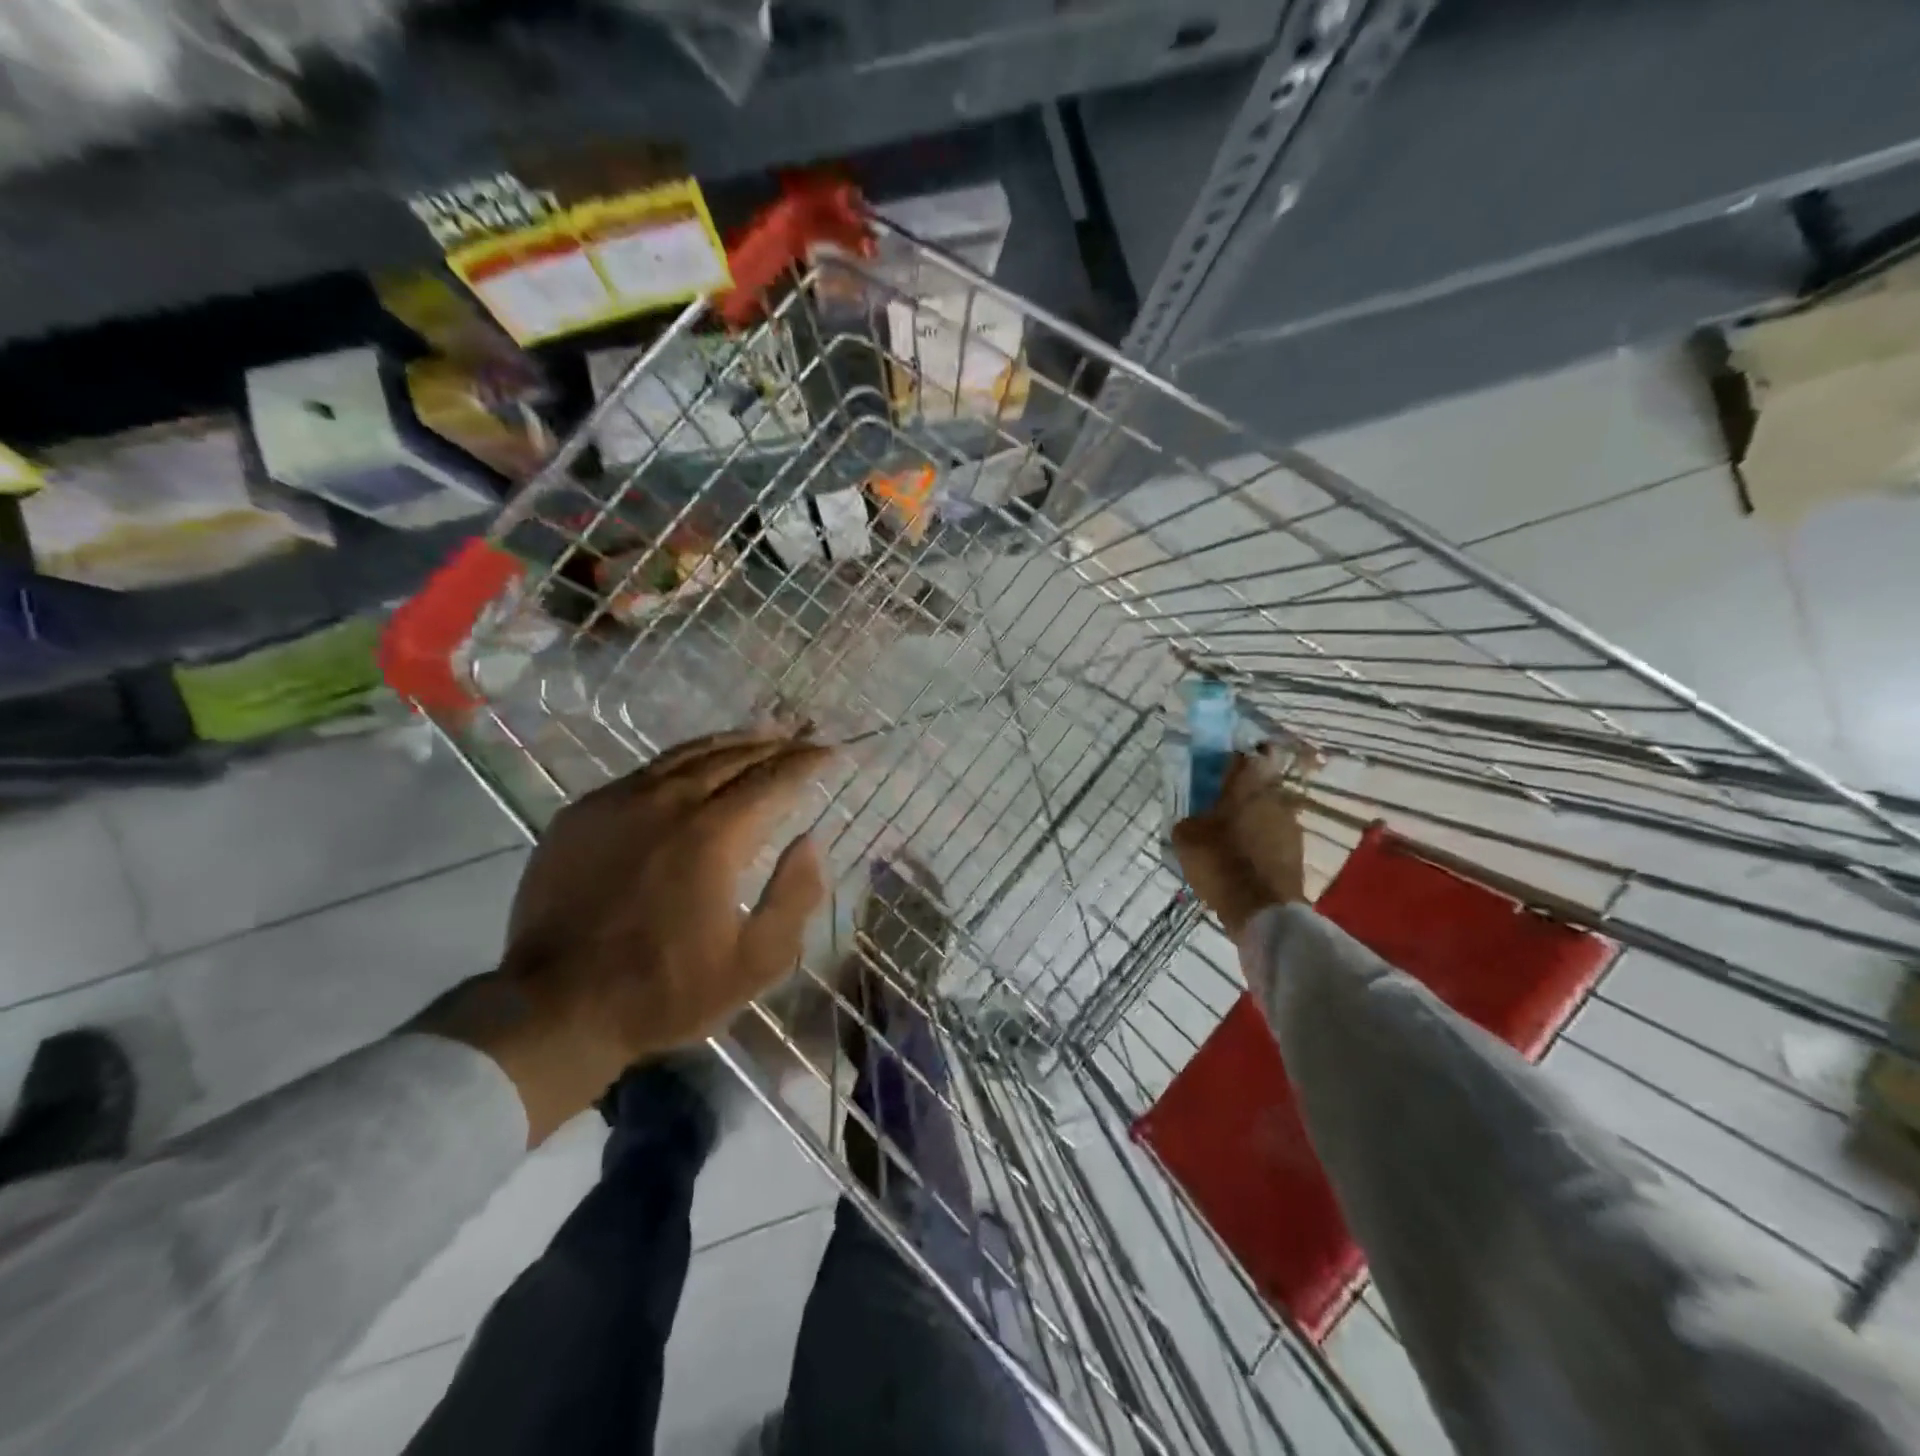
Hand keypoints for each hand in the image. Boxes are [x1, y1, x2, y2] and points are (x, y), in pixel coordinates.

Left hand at [422, 727, 833, 1143]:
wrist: (554, 1008)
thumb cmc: (665, 990)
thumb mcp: (754, 962)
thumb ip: (794, 896)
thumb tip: (812, 841)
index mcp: (714, 837)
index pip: (773, 780)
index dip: (807, 762)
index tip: (831, 751)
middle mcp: (669, 804)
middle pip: (733, 757)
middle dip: (776, 743)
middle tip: (804, 734)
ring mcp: (620, 802)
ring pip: (688, 755)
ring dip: (732, 741)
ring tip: (760, 733)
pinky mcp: (583, 813)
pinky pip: (646, 771)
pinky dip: (684, 760)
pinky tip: (694, 765)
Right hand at [1170, 749, 1309, 938]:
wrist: (1262, 910)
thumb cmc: (1220, 862)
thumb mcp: (1186, 838)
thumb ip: (1189, 819)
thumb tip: (1195, 819)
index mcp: (1247, 786)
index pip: (1243, 757)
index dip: (1230, 761)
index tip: (1217, 768)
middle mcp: (1275, 797)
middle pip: (1259, 784)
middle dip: (1242, 792)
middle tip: (1221, 805)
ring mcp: (1291, 825)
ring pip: (1269, 810)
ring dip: (1253, 817)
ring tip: (1233, 834)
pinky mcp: (1298, 851)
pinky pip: (1275, 836)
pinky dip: (1263, 841)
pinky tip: (1246, 856)